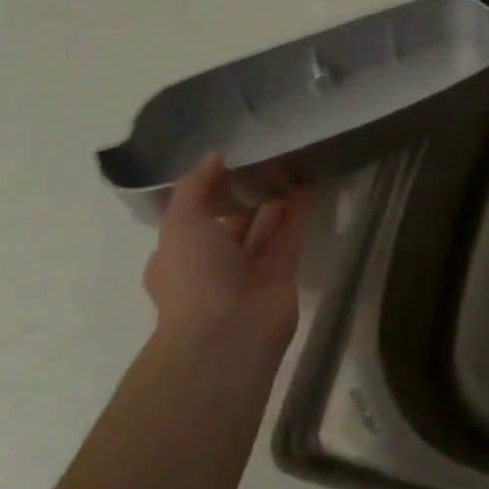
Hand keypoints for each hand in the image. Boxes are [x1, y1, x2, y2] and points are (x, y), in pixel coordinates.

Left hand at [141, 154, 311, 353]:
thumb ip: (195, 186)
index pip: (193, 218)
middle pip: (232, 222)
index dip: (208, 191)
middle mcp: (213, 263)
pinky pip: (290, 237)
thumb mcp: (180, 222)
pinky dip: (299, 213)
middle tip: (265, 159)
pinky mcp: (282, 274)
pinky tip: (308, 186)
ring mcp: (249, 271)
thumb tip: (215, 157)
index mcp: (179, 254)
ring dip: (276, 201)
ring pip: (264, 228)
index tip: (228, 162)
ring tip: (291, 166)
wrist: (228, 331)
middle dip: (246, 195)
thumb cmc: (194, 275)